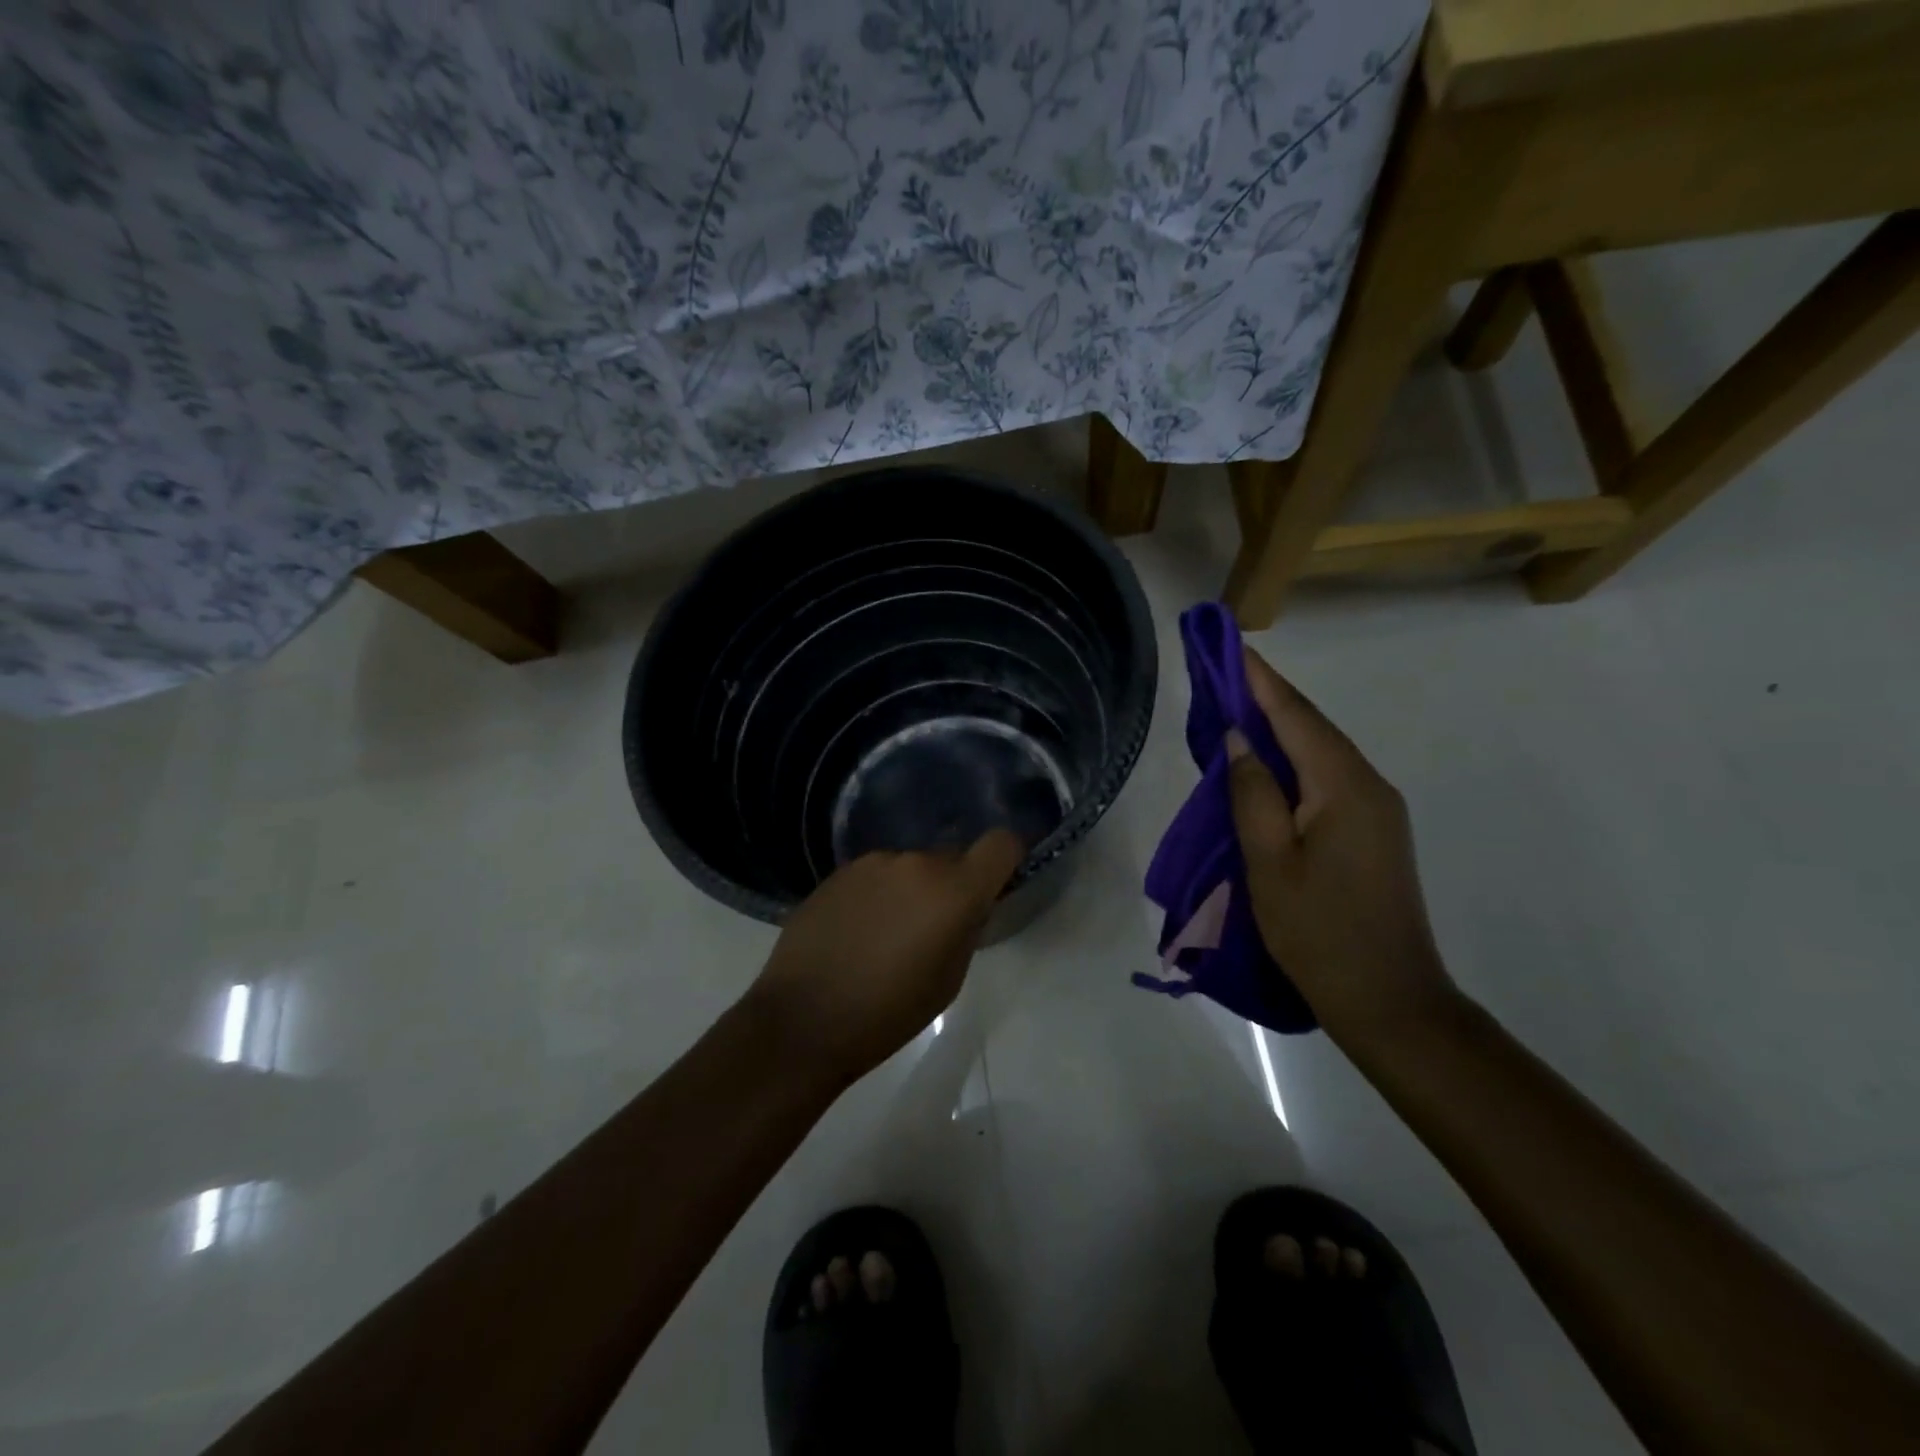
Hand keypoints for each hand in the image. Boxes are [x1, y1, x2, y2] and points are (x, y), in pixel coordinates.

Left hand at [749, 830, 1024, 1086]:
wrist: (804, 1019)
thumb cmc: (888, 1013)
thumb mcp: (949, 980)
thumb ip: (966, 929)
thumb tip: (967, 907)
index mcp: (953, 890)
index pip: (1000, 844)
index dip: (1006, 858)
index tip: (996, 884)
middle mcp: (915, 862)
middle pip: (951, 858)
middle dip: (951, 885)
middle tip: (933, 927)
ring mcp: (872, 862)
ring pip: (910, 867)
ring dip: (910, 889)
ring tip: (887, 935)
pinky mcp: (838, 871)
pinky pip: (876, 875)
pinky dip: (878, 894)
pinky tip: (857, 931)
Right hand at [1227, 646, 1456, 1045]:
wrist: (1389, 999)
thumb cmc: (1318, 931)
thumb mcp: (1268, 861)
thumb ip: (1251, 793)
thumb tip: (1239, 738)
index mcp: (1344, 786)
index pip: (1294, 716)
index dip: (1259, 679)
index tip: (1229, 644)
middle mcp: (1369, 785)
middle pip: (1312, 728)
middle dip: (1267, 697)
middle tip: (1221, 673)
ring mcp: (1377, 809)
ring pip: (1320, 753)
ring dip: (1279, 729)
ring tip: (1234, 710)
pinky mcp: (1374, 832)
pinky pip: (1327, 779)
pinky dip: (1293, 762)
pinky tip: (1266, 765)